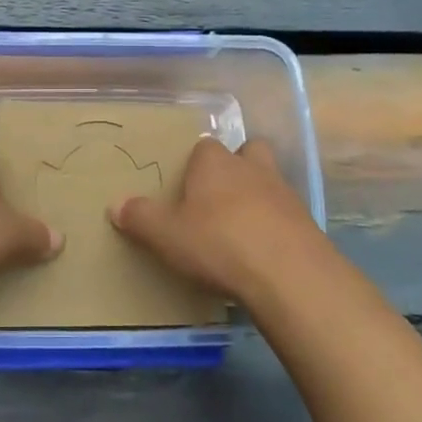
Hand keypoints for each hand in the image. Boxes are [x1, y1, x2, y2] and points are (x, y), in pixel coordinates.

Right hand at [112, 137, 323, 300]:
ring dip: (258, 196)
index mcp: (214, 163)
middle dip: (236, 167)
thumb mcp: (167, 235)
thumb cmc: (218, 243)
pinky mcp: (306, 221)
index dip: (195, 164)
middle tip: (219, 197)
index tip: (186, 188)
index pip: (204, 147)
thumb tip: (115, 204)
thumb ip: (141, 218)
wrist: (289, 274)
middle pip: (246, 152)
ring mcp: (284, 193)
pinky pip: (286, 214)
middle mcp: (251, 167)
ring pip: (270, 181)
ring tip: (241, 227)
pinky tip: (263, 251)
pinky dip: (275, 225)